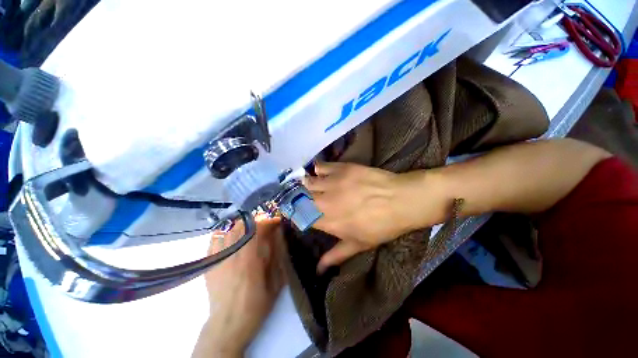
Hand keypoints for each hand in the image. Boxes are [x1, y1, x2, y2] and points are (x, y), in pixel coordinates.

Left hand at [194, 217, 284, 357]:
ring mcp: (218, 258)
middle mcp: (232, 255)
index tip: (277, 221)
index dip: (269, 221)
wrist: (228, 323)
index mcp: (250, 260)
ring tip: (249, 226)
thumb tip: (278, 235)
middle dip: (256, 220)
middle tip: (264, 223)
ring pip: (228, 229)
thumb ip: (278, 256)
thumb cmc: (257, 304)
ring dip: (241, 224)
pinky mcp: (209, 263)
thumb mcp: (276, 282)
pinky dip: (225, 232)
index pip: (258, 229)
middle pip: (242, 225)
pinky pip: (214, 239)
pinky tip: (231, 234)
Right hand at [305, 162, 442, 272]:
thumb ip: (335, 256)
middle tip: (301, 198)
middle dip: (296, 198)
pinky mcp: (342, 168)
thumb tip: (318, 271)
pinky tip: (320, 173)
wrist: (401, 201)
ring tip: (310, 186)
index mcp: (327, 221)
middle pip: (299, 197)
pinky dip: (318, 170)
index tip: (296, 213)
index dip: (295, 214)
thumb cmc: (381, 226)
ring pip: (308, 181)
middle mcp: (325, 201)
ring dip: (306, 185)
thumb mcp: (358, 245)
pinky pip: (321, 166)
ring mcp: (333, 182)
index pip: (299, 216)